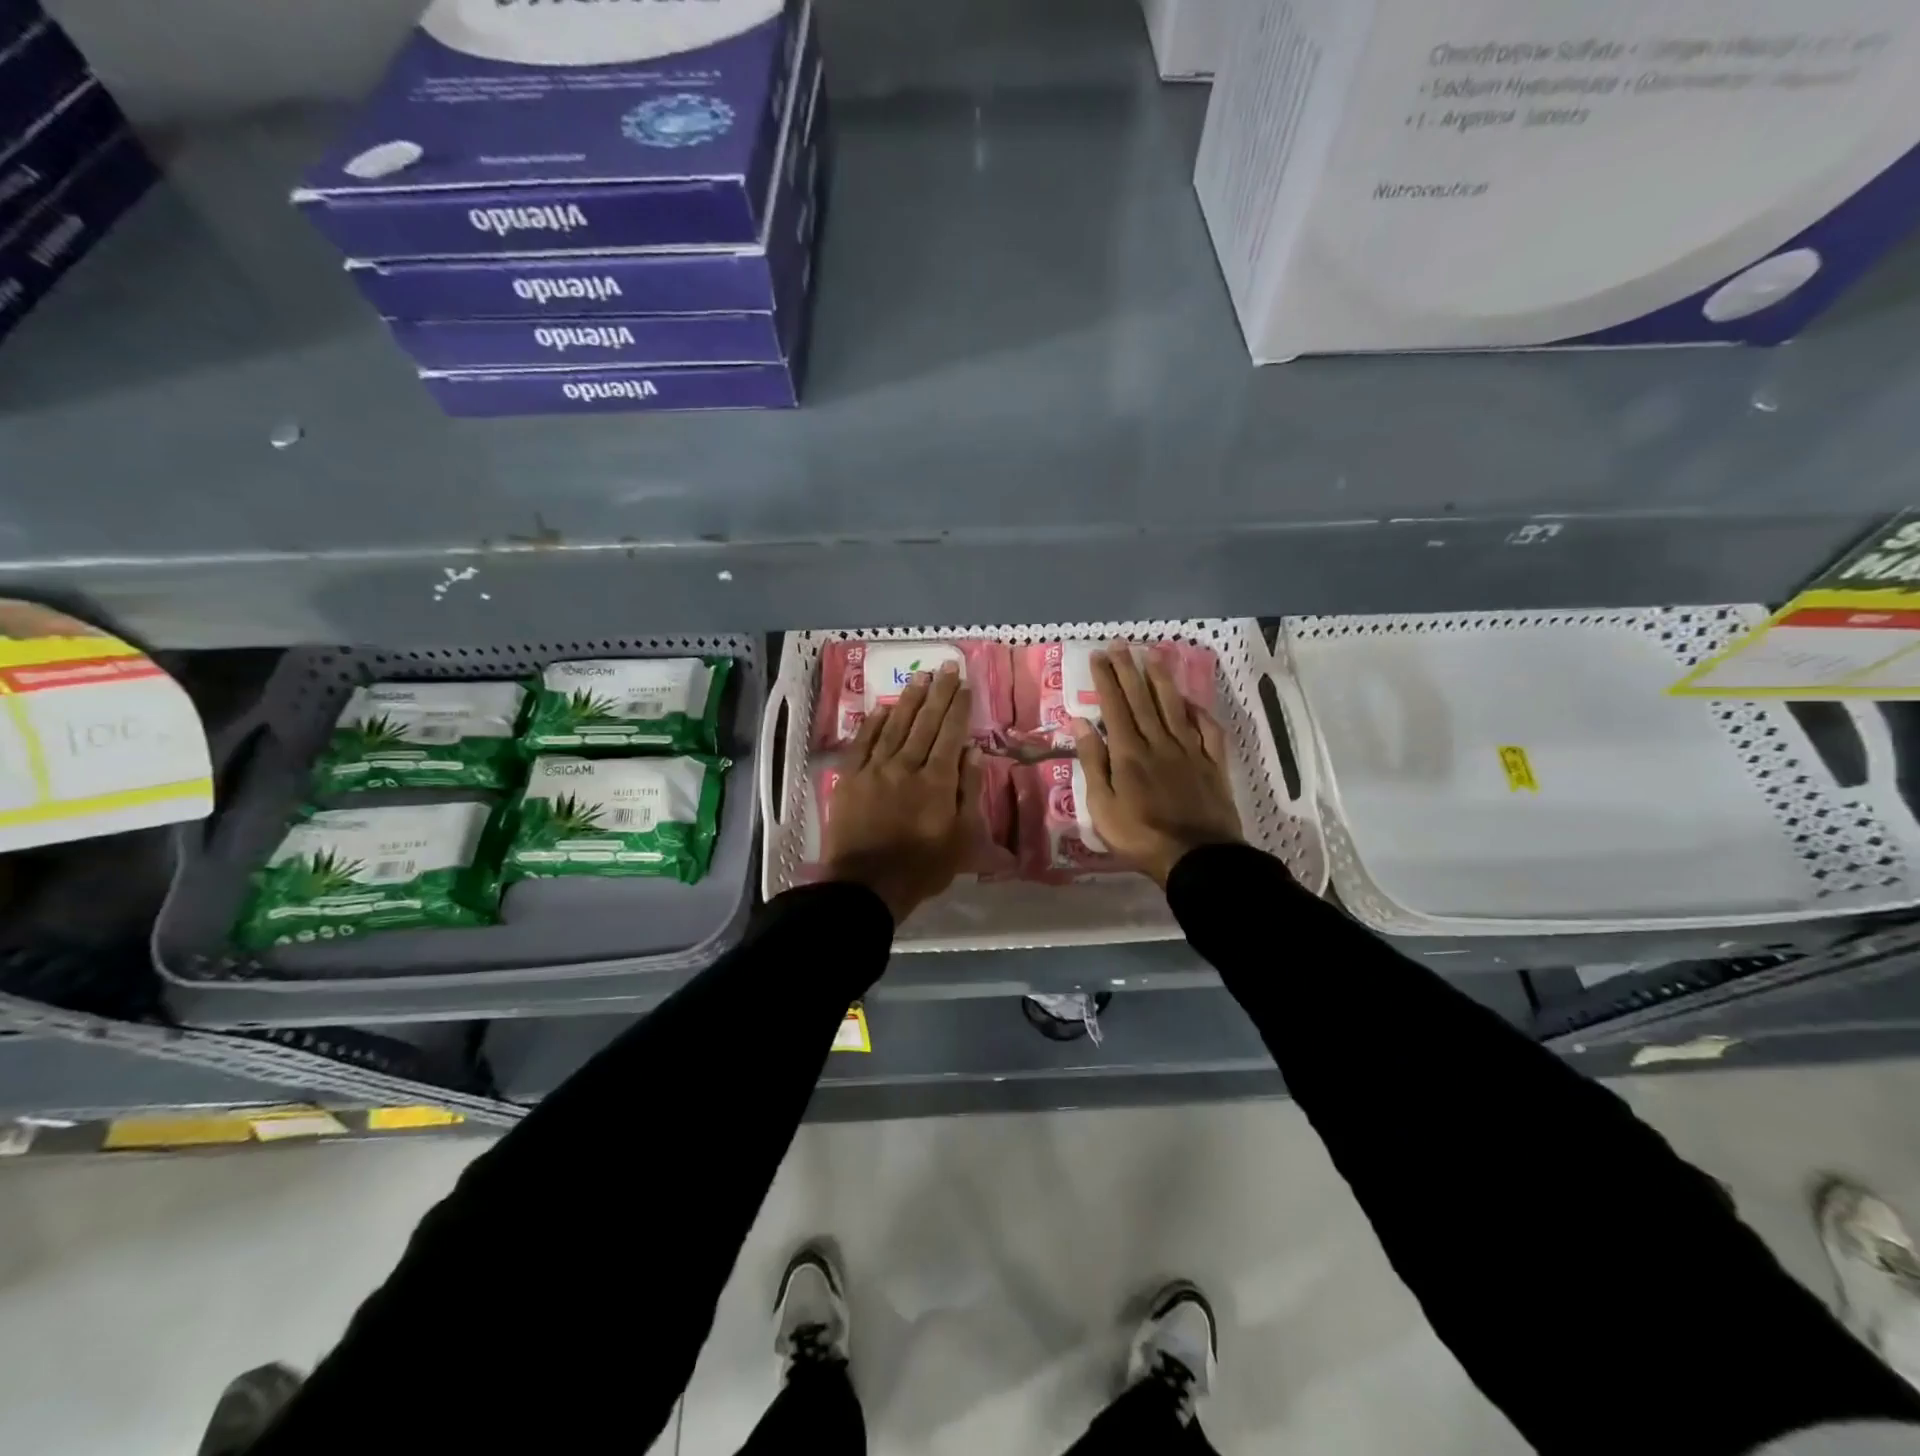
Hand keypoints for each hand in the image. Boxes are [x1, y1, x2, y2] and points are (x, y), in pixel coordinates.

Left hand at [823, 662, 982, 924]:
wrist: (866, 886)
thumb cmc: (922, 868)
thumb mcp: (962, 839)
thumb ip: (968, 792)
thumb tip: (972, 753)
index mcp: (937, 781)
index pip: (950, 734)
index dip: (958, 707)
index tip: (963, 684)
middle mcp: (907, 766)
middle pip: (925, 723)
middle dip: (937, 693)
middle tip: (946, 667)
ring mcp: (875, 770)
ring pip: (895, 727)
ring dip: (908, 700)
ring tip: (918, 677)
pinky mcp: (850, 779)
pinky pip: (863, 743)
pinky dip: (874, 724)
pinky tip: (882, 709)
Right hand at [1071, 642, 1242, 886]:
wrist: (1197, 858)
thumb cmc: (1140, 836)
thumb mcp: (1102, 806)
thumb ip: (1093, 762)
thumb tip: (1081, 723)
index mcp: (1129, 753)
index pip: (1114, 706)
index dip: (1106, 679)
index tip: (1099, 654)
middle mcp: (1159, 742)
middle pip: (1142, 699)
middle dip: (1129, 669)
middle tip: (1121, 644)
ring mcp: (1190, 751)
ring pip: (1174, 706)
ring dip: (1162, 679)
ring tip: (1154, 655)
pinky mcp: (1213, 764)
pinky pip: (1207, 730)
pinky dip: (1198, 711)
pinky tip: (1191, 701)